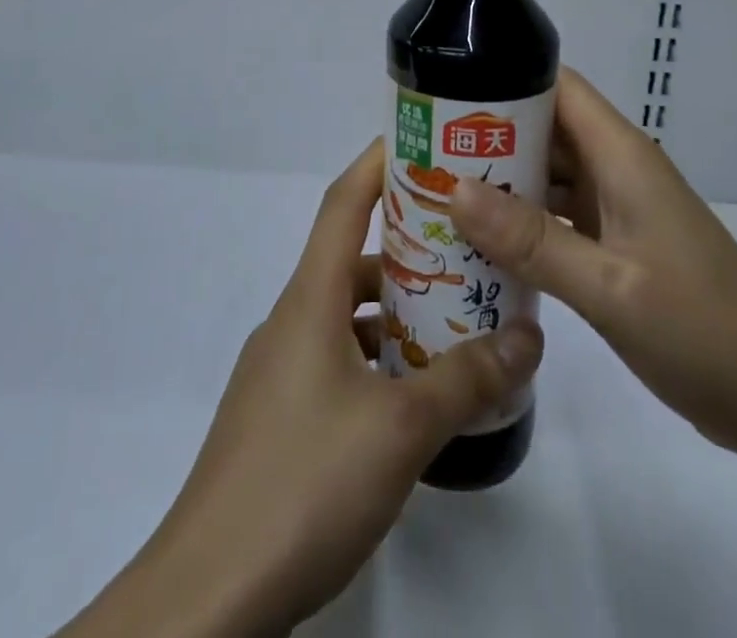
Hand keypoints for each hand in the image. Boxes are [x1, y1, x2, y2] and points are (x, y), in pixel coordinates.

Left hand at [74, 140, 542, 637]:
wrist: (208, 595)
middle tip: (469, 246)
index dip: (378, 163)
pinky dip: (377, 358)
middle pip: (351, 257)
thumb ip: (467, 380)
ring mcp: (280, 370)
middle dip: (409, 246)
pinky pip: (337, 359)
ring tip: (457, 320)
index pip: (342, 202)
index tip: (423, 144)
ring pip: (346, 314)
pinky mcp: (279, 417)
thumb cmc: (304, 483)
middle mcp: (292, 320)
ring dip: (396, 310)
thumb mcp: (401, 429)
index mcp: (310, 299)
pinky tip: (414, 396)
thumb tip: (529, 336)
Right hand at [451, 66, 736, 462]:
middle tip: (424, 152)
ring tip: (437, 192)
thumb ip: (532, 240)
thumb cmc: (702, 331)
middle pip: (544, 129)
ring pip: (548, 175)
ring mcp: (619, 208)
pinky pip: (559, 216)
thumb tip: (454, 190)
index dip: (503, 80)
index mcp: (621, 156)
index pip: (556, 87)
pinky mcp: (618, 244)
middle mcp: (617, 170)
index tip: (445, 94)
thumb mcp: (610, 288)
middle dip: (487, 135)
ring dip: (501, 182)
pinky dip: (522, 222)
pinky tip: (481, 242)